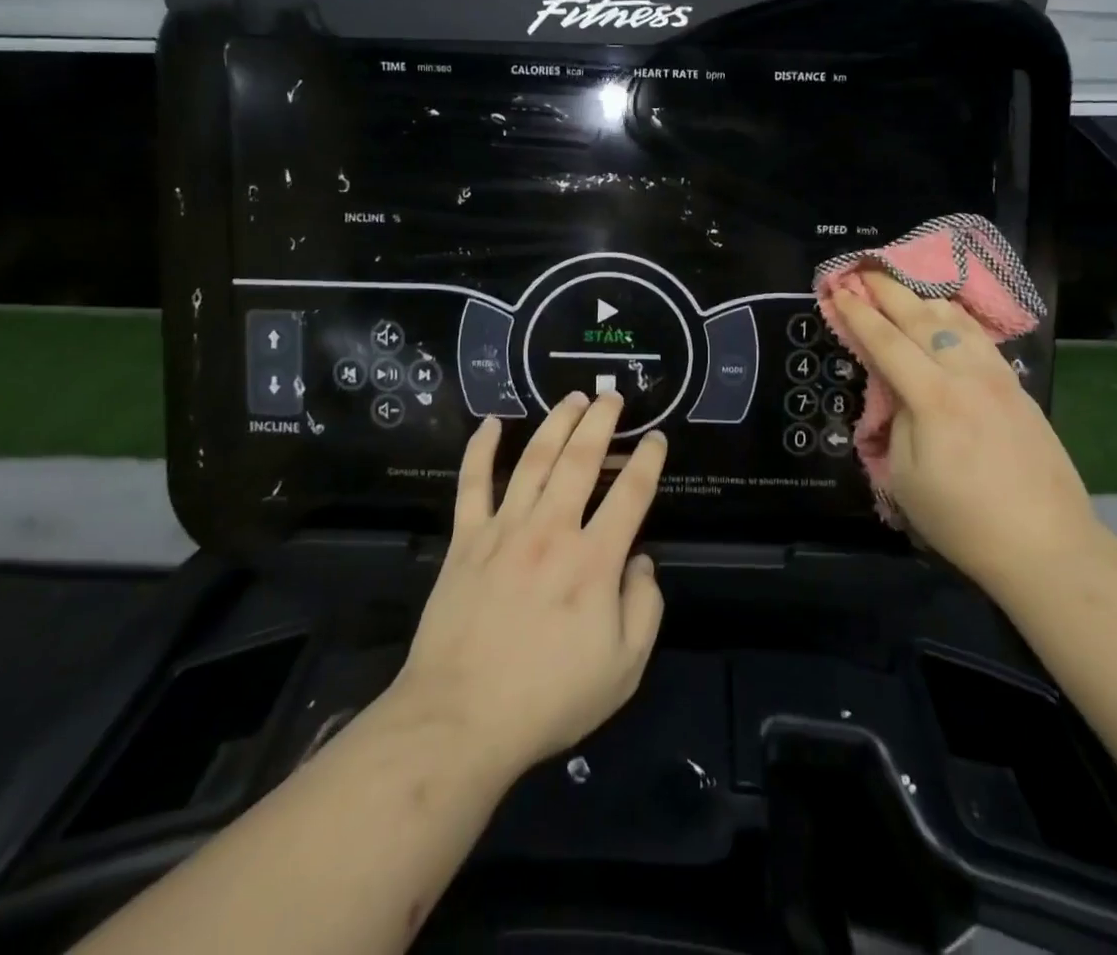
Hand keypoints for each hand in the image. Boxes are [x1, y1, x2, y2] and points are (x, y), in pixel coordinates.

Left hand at [390, 393, 664, 782]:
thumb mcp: (623, 669)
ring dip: (555, 423)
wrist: (459, 720)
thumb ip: (644, 609)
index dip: (648, 461)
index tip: (656, 438)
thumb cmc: (548, 699)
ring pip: (534, 459)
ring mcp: (504, 530)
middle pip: (581, 459)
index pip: (631, 494)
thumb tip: (641, 562)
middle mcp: (552, 530)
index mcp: (594, 560)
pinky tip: (491, 423)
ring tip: (571, 398)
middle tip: (612, 395)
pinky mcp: (466, 540)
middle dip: (600, 421)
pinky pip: (472, 484)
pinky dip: (480, 450)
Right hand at [829, 272, 1097, 590]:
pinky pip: (981, 338)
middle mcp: (968, 375)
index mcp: (934, 398)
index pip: (887, 342)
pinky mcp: (1019, 389)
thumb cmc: (963, 520)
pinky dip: (957, 318)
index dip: (859, 315)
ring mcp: (1000, 378)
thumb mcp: (905, 477)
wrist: (1047, 546)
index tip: (839, 290)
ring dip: (925, 297)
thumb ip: (897, 421)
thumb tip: (898, 391)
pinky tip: (949, 316)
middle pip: (923, 319)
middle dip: (890, 291)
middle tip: (865, 270)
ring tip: (904, 285)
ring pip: (958, 321)